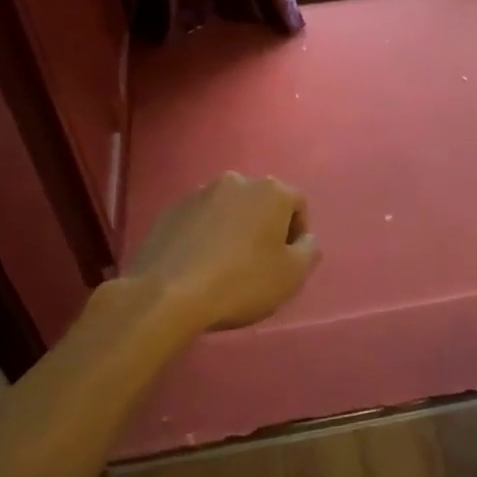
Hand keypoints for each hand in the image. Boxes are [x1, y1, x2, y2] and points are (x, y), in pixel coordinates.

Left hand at [125, 172, 320, 332]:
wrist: (167, 294)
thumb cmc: (241, 282)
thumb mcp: (292, 276)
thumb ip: (309, 251)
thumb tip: (305, 239)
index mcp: (270, 191)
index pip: (297, 204)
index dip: (298, 232)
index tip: (288, 261)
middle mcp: (236, 181)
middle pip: (261, 202)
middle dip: (265, 227)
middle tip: (260, 262)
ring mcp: (200, 194)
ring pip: (229, 209)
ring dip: (234, 229)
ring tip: (227, 264)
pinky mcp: (171, 210)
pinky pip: (200, 220)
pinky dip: (206, 235)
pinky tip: (200, 264)